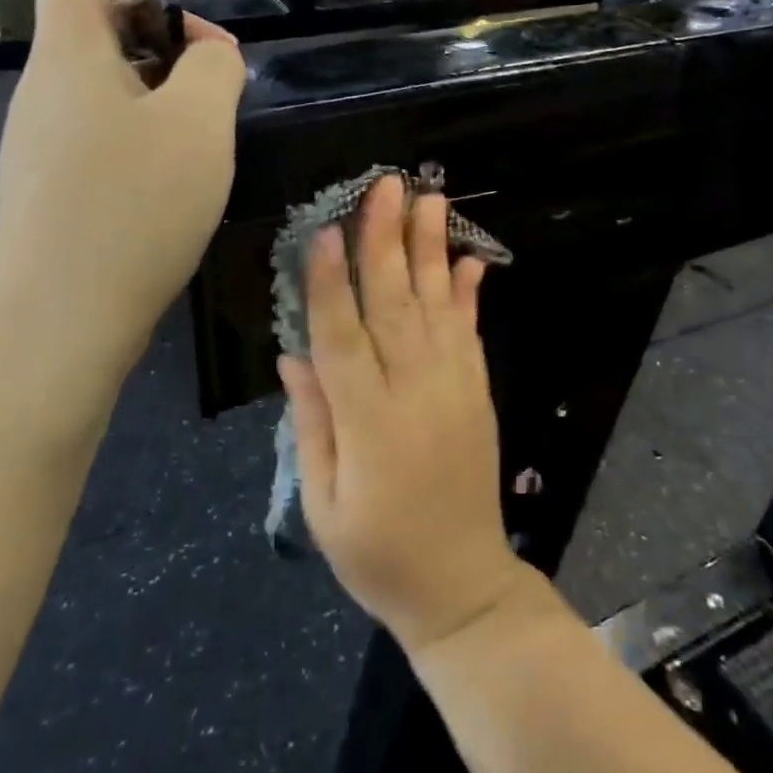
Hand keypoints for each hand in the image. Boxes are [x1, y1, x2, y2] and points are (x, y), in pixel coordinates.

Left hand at [0, 0, 247, 402]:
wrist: (53, 327)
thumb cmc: (130, 210)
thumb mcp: (198, 126)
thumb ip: (215, 68)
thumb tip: (210, 53)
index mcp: (69, 54)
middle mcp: (45, 88)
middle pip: (94, 19)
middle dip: (162, 20)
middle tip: (218, 61)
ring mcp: (44, 140)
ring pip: (104, 77)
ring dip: (160, 76)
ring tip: (210, 117)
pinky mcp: (54, 184)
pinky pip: (102, 124)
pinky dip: (145, 120)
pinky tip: (180, 166)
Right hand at [279, 177, 535, 655]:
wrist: (462, 587)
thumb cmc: (377, 554)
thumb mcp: (323, 504)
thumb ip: (312, 424)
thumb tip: (293, 355)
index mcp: (369, 423)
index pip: (344, 338)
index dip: (333, 283)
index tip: (327, 230)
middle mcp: (416, 393)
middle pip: (396, 305)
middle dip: (387, 241)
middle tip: (386, 186)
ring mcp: (455, 389)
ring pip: (437, 307)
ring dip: (430, 249)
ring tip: (428, 200)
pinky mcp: (478, 393)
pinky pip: (470, 334)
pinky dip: (468, 293)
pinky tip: (467, 258)